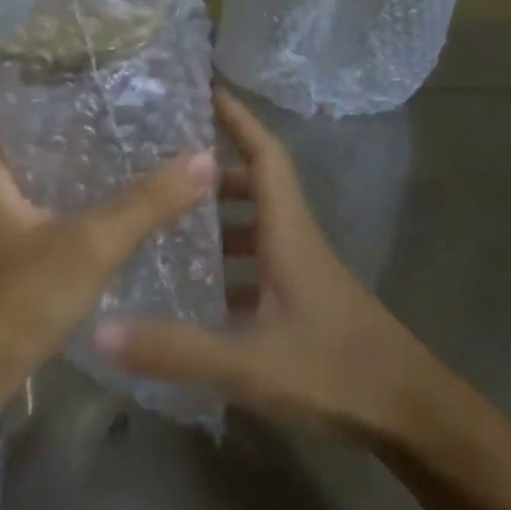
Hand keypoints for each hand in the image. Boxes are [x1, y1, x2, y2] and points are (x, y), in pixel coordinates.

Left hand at [0, 61, 216, 377]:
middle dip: (23, 100)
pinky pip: (0, 204)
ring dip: (30, 149)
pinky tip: (72, 206)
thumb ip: (146, 205)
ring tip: (84, 138)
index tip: (28, 41)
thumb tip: (202, 159)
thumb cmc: (13, 300)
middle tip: (78, 86)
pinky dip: (31, 191)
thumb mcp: (88, 247)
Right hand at [93, 88, 454, 443]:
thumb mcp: (247, 363)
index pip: (267, 159)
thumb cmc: (336, 375)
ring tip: (166, 229)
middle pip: (258, 191)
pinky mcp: (306, 308)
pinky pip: (259, 269)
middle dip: (214, 175)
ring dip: (219, 223)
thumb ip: (174, 349)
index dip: (239, 122)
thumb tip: (98, 331)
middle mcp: (298, 247)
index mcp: (289, 238)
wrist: (412, 418)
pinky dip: (228, 268)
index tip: (207, 91)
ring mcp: (306, 278)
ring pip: (258, 232)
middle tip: (163, 174)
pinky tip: (197, 294)